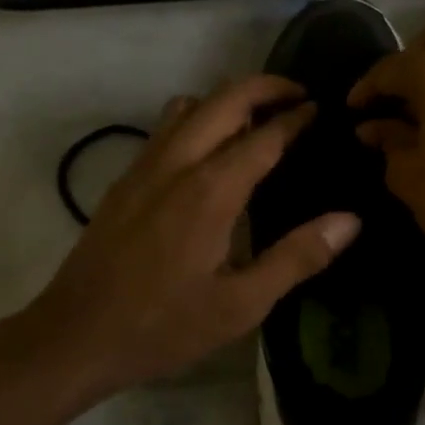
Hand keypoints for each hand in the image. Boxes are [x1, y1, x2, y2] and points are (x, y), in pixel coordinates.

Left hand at [24, 76, 362, 401]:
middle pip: (224, 99)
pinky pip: (166, 126)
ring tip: (259, 119)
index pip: (264, 135)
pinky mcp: (125, 180)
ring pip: (190, 105)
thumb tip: (349, 221)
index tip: (321, 108)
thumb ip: (297, 257)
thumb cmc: (163, 325)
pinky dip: (198, 117)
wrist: (74, 336)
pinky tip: (211, 151)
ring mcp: (144, 167)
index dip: (296, 117)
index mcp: (211, 191)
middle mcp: (177, 163)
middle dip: (265, 87)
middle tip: (298, 96)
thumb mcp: (241, 304)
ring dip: (228, 99)